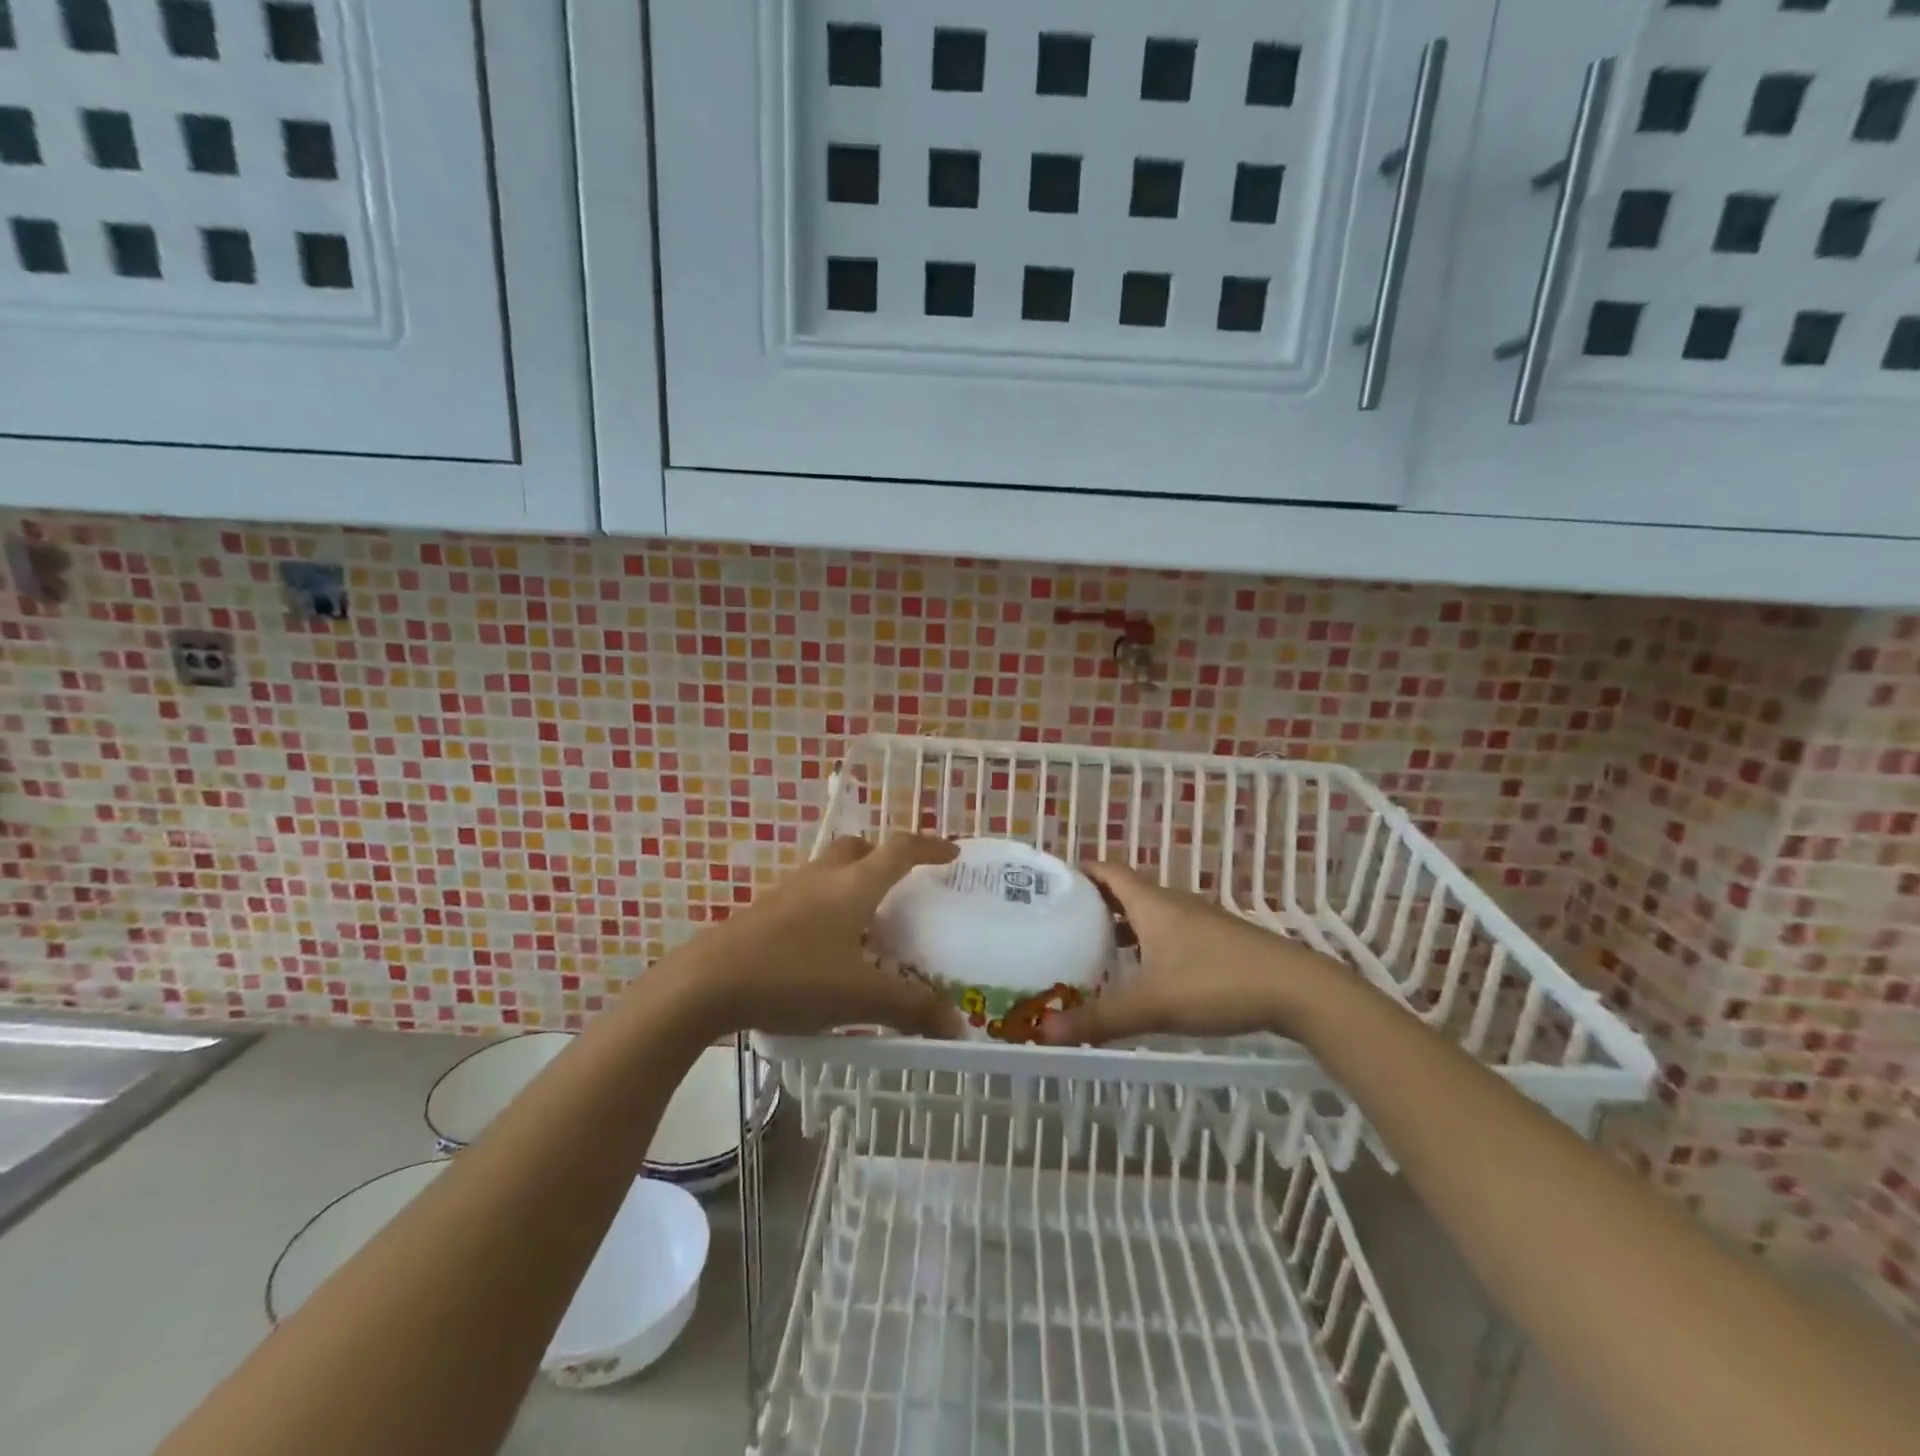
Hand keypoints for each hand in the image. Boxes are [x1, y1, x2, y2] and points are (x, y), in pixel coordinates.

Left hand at [673, 835, 963, 1039]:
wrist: (706, 984)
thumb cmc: (793, 977)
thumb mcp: (860, 997)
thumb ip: (911, 1009)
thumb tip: (957, 1025)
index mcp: (854, 885)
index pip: (900, 850)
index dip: (930, 847)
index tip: (952, 853)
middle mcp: (822, 877)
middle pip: (859, 848)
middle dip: (884, 858)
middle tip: (901, 885)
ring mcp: (788, 892)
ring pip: (829, 871)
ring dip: (852, 883)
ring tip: (867, 923)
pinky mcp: (763, 912)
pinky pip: (807, 895)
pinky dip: (827, 907)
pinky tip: (826, 948)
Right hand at [1040, 860, 1341, 1044]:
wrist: (1297, 990)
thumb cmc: (1217, 983)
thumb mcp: (1153, 1005)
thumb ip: (1099, 1019)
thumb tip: (1043, 1032)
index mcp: (1151, 903)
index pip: (1107, 870)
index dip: (1079, 872)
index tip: (1051, 885)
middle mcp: (1172, 903)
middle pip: (1125, 892)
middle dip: (1093, 904)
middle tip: (1062, 924)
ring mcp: (1199, 921)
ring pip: (1149, 914)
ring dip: (1121, 926)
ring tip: (1094, 950)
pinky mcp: (1218, 941)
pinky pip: (1169, 931)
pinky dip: (1147, 943)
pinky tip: (1144, 974)